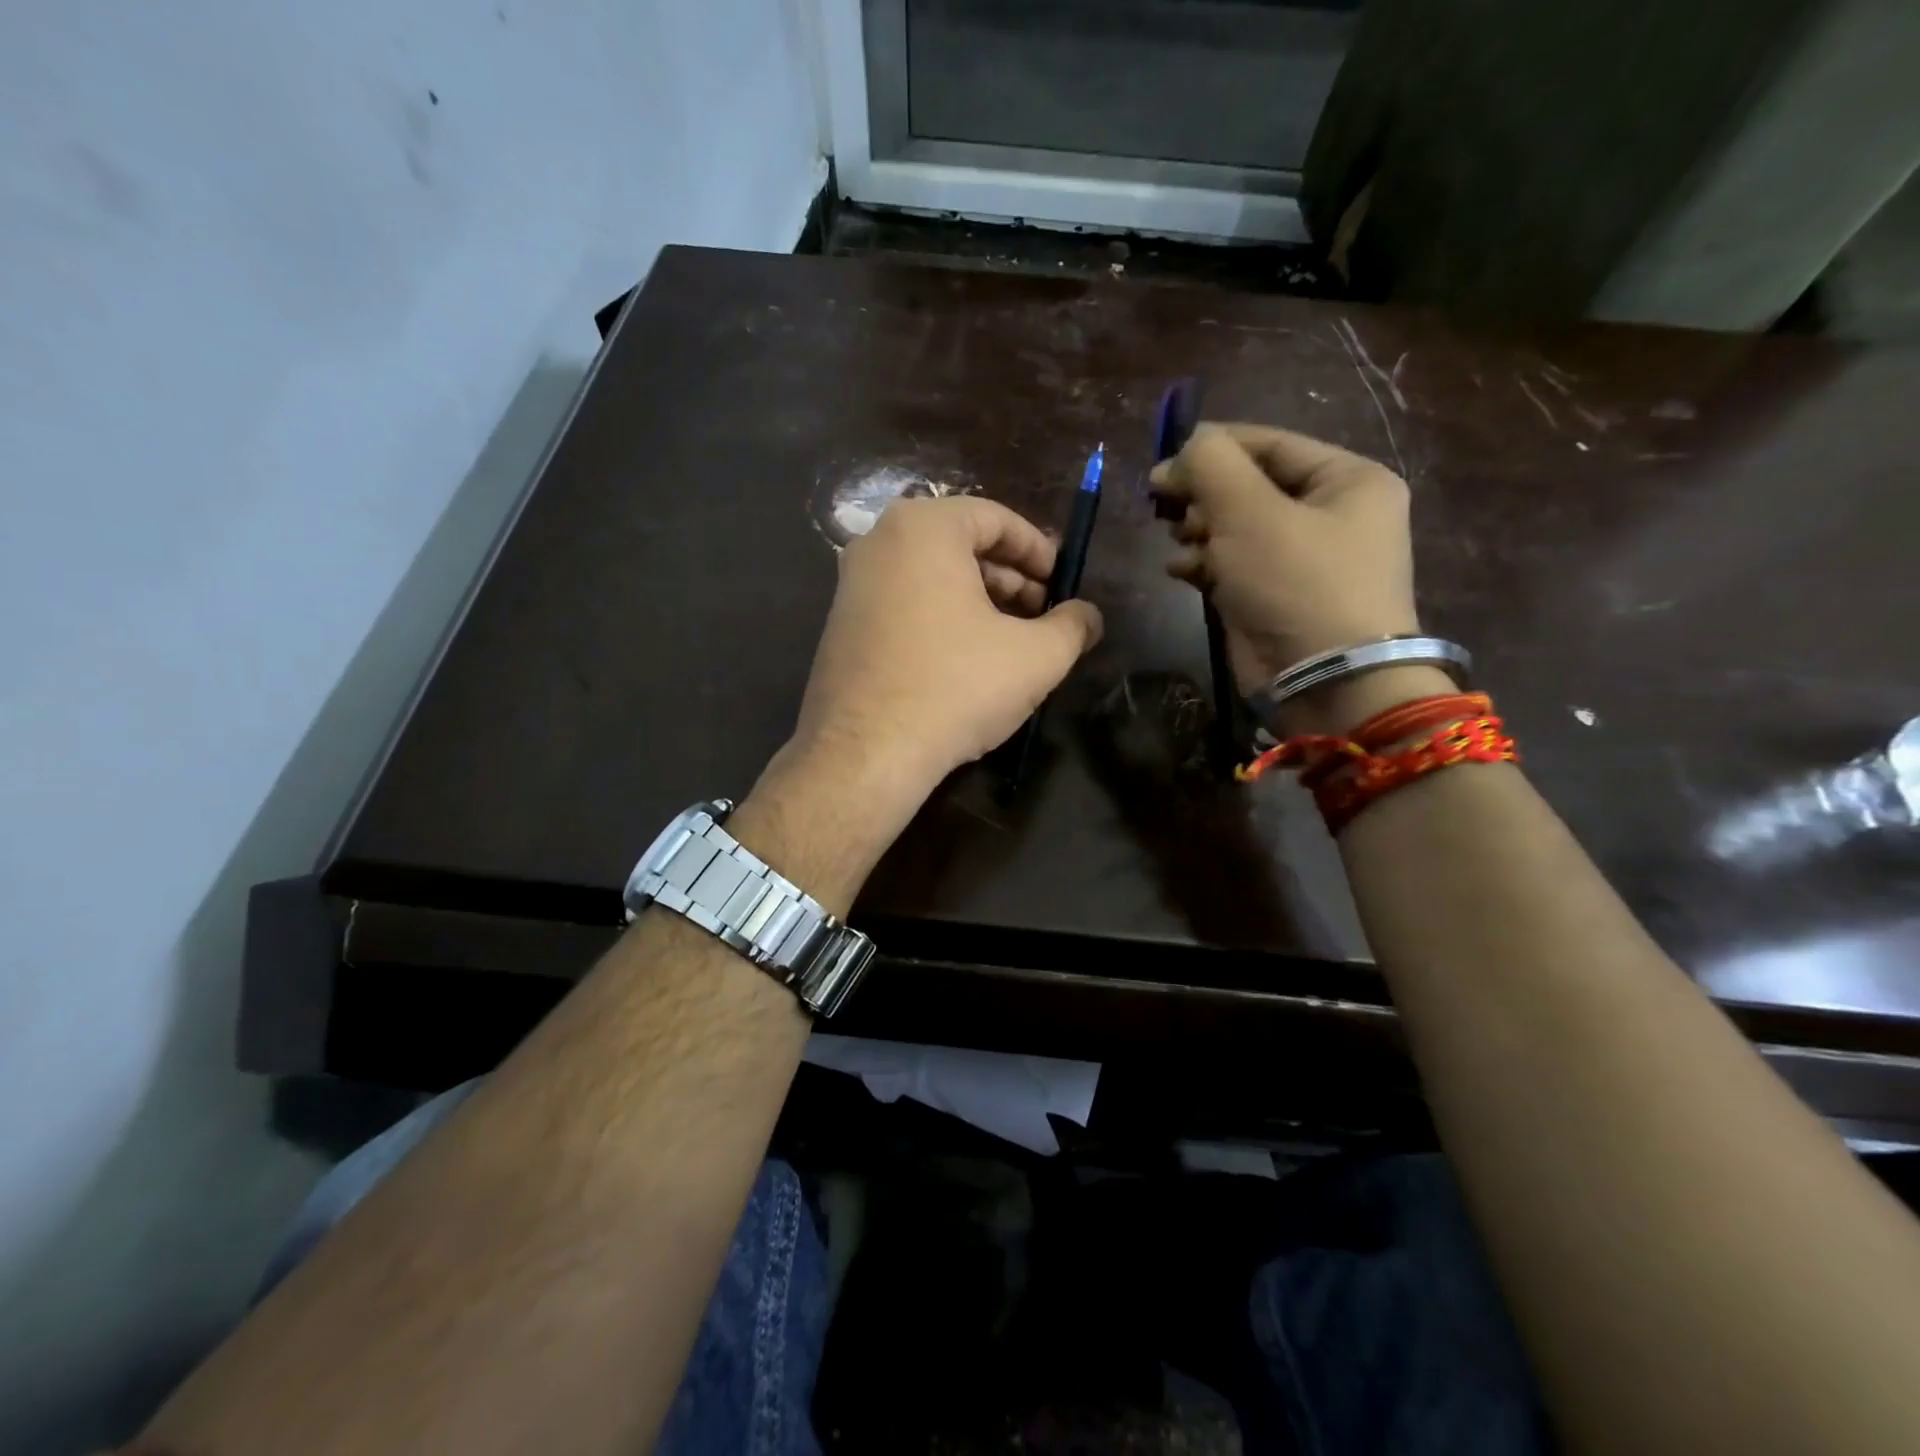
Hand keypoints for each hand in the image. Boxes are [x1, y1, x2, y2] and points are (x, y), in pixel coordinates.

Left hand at [782, 495, 1103, 809]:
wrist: (866, 753)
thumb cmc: (956, 687)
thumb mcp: (1036, 657)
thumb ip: (1073, 626)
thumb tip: (1089, 616)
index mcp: (923, 528)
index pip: (995, 519)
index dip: (1039, 551)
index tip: (1062, 585)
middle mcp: (878, 542)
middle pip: (960, 545)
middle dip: (1010, 578)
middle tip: (1042, 615)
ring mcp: (852, 584)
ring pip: (931, 577)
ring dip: (978, 601)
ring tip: (1011, 641)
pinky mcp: (841, 625)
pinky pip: (903, 604)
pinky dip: (940, 618)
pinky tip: (965, 660)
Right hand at [1150, 423, 1434, 731]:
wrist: (1325, 683)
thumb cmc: (1296, 583)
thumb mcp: (1250, 511)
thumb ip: (1211, 465)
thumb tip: (1184, 449)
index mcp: (1347, 480)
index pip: (1270, 444)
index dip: (1212, 447)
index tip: (1161, 463)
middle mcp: (1331, 515)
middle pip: (1250, 486)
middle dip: (1204, 495)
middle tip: (1164, 507)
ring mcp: (1303, 561)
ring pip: (1236, 527)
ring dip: (1199, 530)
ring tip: (1178, 540)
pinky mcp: (1276, 598)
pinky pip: (1233, 566)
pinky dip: (1204, 564)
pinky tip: (1179, 570)